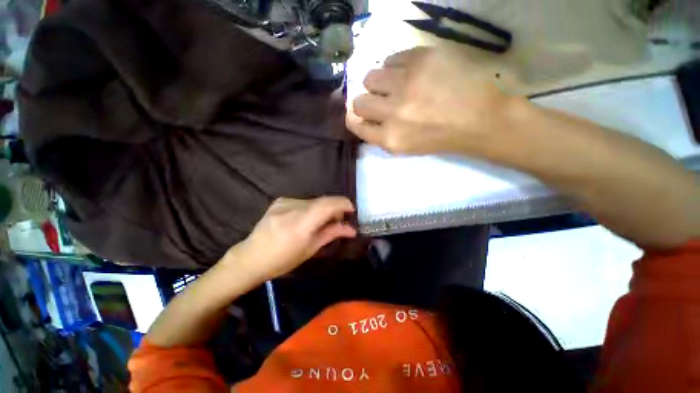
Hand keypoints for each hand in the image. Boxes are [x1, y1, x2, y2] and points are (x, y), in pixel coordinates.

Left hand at [224, 197, 356, 281]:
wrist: (251, 257)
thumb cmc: (282, 260)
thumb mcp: (310, 249)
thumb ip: (332, 233)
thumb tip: (351, 229)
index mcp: (301, 223)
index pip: (328, 204)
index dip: (343, 204)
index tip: (351, 210)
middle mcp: (293, 207)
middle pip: (323, 201)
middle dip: (335, 209)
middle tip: (338, 221)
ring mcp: (285, 202)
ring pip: (314, 201)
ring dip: (322, 210)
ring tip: (321, 223)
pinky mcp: (280, 201)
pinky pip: (303, 202)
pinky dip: (310, 209)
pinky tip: (305, 220)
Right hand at [346, 47, 514, 155]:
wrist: (479, 119)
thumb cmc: (440, 138)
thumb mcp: (405, 147)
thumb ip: (380, 135)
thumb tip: (363, 118)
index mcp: (390, 138)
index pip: (355, 125)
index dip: (355, 119)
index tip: (360, 115)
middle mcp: (393, 113)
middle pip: (359, 101)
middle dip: (366, 102)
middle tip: (380, 100)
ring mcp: (406, 84)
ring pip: (370, 77)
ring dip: (379, 83)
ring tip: (395, 85)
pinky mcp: (421, 59)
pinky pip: (391, 59)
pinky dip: (396, 67)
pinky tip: (411, 74)